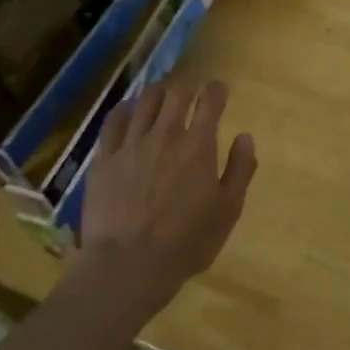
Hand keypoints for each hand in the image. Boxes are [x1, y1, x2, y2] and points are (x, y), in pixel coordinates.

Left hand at [79, 79, 257, 304]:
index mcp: (198, 147)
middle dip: (187, 85)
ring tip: (162, 92)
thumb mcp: (228, 210)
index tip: (219, 88)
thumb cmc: (187, 242)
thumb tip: (245, 137)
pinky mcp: (104, 159)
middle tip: (191, 88)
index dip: (216, 90)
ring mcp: (130, 145)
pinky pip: (113, 122)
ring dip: (158, 92)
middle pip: (175, 94)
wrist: (129, 265)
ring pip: (144, 102)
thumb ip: (240, 170)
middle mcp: (164, 136)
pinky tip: (128, 110)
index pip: (210, 103)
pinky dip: (125, 110)